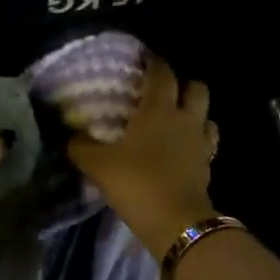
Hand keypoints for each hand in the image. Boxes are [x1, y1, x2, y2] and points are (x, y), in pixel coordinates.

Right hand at [68, 55, 218, 255]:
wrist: (176, 222)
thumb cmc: (137, 182)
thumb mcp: (98, 165)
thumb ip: (82, 147)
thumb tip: (72, 137)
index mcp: (159, 109)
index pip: (162, 73)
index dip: (153, 62)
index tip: (144, 57)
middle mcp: (185, 119)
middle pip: (196, 88)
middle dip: (183, 84)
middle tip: (163, 91)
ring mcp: (201, 143)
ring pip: (207, 115)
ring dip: (195, 113)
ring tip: (176, 121)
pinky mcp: (208, 166)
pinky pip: (206, 143)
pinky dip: (197, 141)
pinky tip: (182, 149)